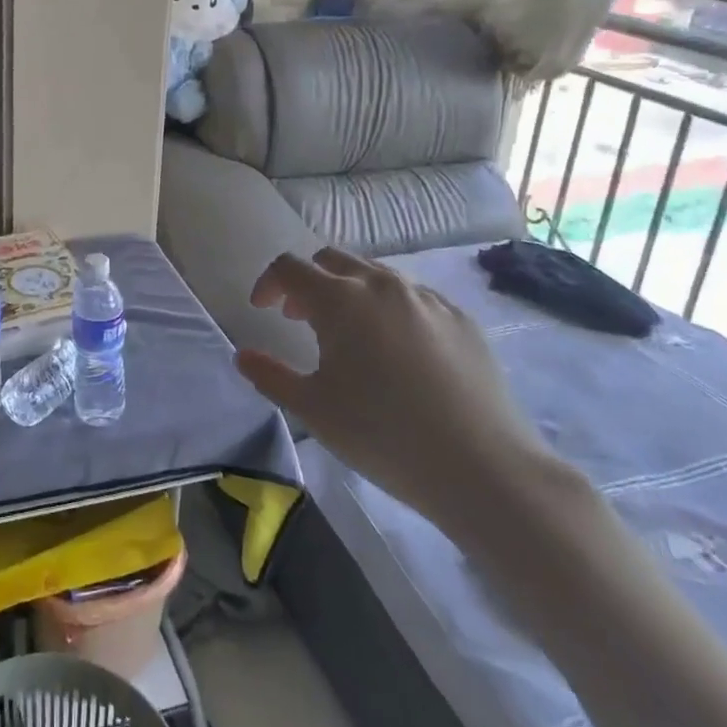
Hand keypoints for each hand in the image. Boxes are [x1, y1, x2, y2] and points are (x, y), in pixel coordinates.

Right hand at [236, 248, 557, 533]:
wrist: (483, 468)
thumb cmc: (383, 435)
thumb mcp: (312, 410)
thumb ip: (270, 375)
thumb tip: (243, 355)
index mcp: (340, 299)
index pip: (290, 268)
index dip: (268, 283)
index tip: (262, 310)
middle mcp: (382, 285)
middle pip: (332, 259)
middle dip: (308, 281)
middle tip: (300, 318)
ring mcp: (427, 298)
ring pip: (375, 274)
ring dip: (349, 292)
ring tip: (349, 336)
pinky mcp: (461, 319)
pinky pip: (413, 297)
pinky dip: (390, 309)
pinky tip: (398, 352)